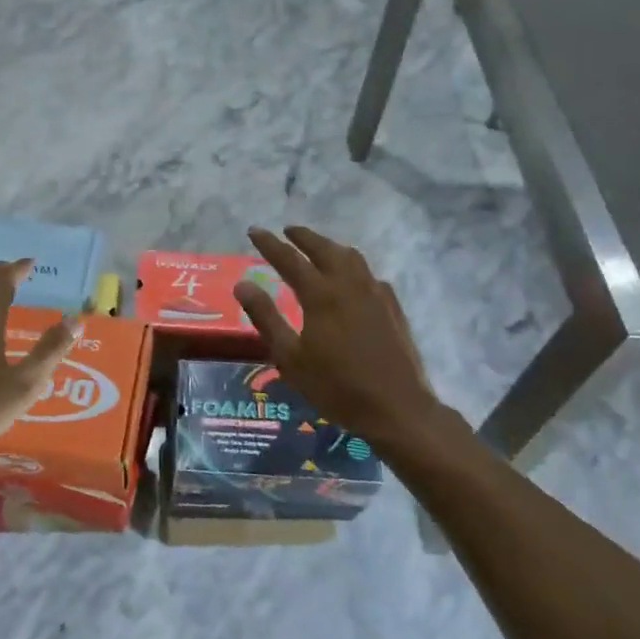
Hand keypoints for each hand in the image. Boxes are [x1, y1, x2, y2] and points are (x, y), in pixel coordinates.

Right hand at [232, 226, 442, 442]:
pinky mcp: (393, 307)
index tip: (254, 230)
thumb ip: (266, 317)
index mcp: (321, 295)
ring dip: (330, 247)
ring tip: (318, 248)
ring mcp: (375, 294)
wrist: (397, 408)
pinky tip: (353, 281)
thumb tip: (242, 284)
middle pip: (324, 249)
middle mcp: (349, 285)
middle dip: (303, 237)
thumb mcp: (290, 357)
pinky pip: (370, 275)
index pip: (289, 259)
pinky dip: (354, 268)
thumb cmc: (336, 386)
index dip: (269, 244)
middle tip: (287, 231)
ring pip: (351, 257)